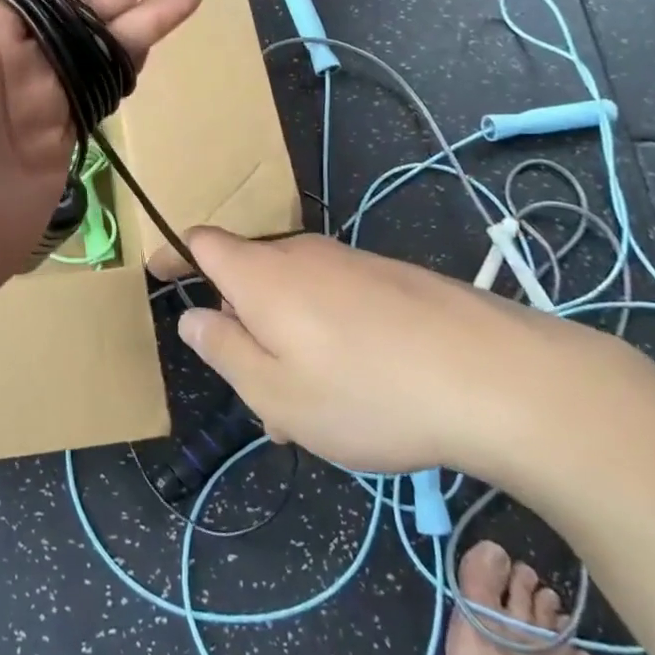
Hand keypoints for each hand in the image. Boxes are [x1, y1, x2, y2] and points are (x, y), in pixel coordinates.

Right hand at [174, 229, 611, 477]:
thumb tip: (194, 318)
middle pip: (250, 277)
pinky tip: (361, 391)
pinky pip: (335, 302)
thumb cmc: (367, 392)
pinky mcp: (392, 280)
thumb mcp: (275, 392)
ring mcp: (351, 264)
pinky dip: (325, 337)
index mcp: (262, 275)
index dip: (175, 255)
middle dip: (241, 326)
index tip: (157, 272)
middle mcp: (302, 256)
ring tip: (313, 411)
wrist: (497, 378)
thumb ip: (224, 350)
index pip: (202, 243)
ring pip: (295, 297)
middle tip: (258, 395)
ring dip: (286, 342)